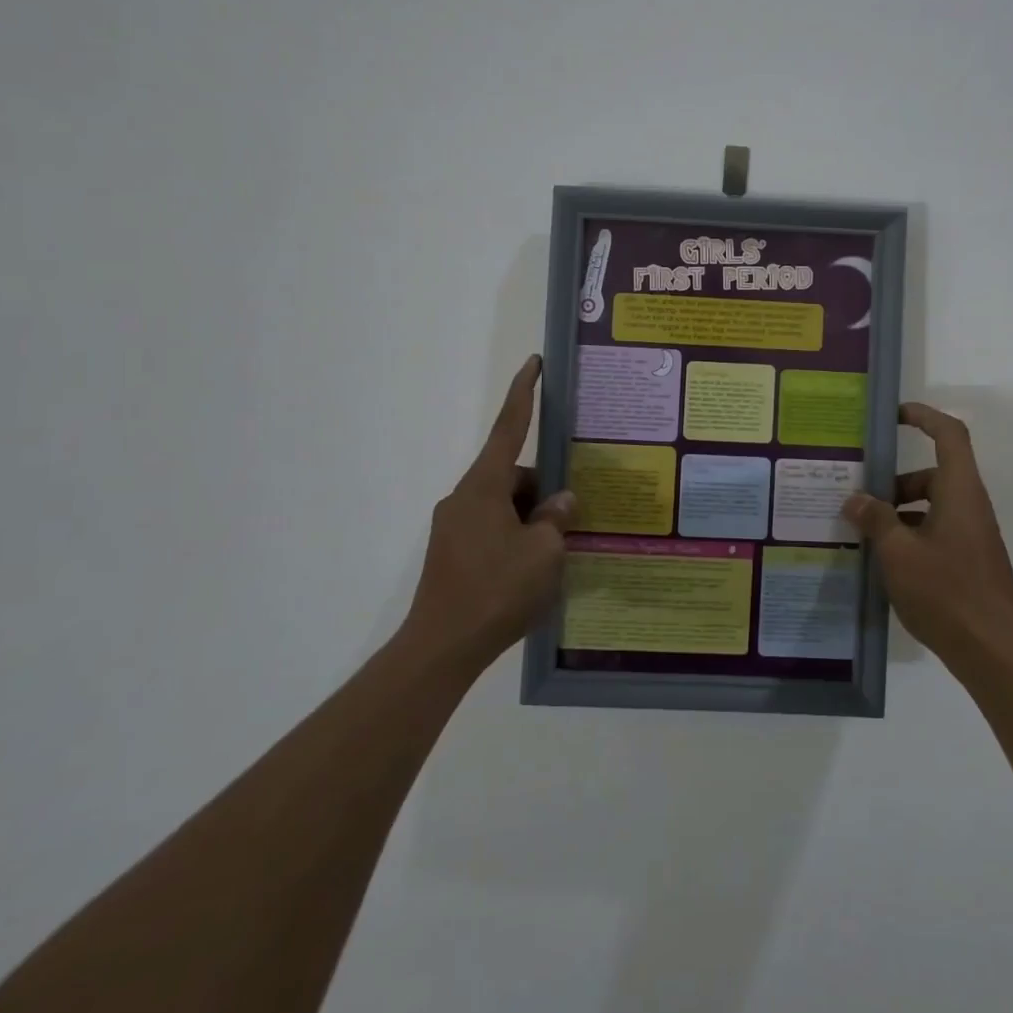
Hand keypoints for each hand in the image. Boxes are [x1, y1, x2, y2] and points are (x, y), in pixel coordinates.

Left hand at [399, 356, 576, 675]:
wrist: (441, 649)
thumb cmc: (496, 591)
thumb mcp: (544, 553)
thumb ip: (556, 519)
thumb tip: (560, 502)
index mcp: (484, 487)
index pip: (509, 428)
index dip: (523, 394)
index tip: (532, 363)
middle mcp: (464, 498)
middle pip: (513, 477)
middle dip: (543, 492)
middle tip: (571, 523)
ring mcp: (454, 527)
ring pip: (505, 506)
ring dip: (530, 520)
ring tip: (555, 556)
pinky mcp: (451, 553)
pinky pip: (492, 530)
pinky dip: (515, 539)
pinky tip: (532, 571)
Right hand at [842, 403, 1012, 669]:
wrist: (993, 653)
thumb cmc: (946, 593)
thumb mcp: (898, 553)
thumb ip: (875, 520)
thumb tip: (855, 499)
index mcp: (959, 492)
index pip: (948, 435)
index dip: (924, 416)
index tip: (893, 415)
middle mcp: (969, 506)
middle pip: (931, 475)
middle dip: (893, 481)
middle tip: (856, 497)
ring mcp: (972, 535)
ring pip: (931, 506)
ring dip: (897, 512)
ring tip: (861, 532)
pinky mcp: (969, 561)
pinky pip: (935, 532)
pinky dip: (909, 535)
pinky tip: (882, 561)